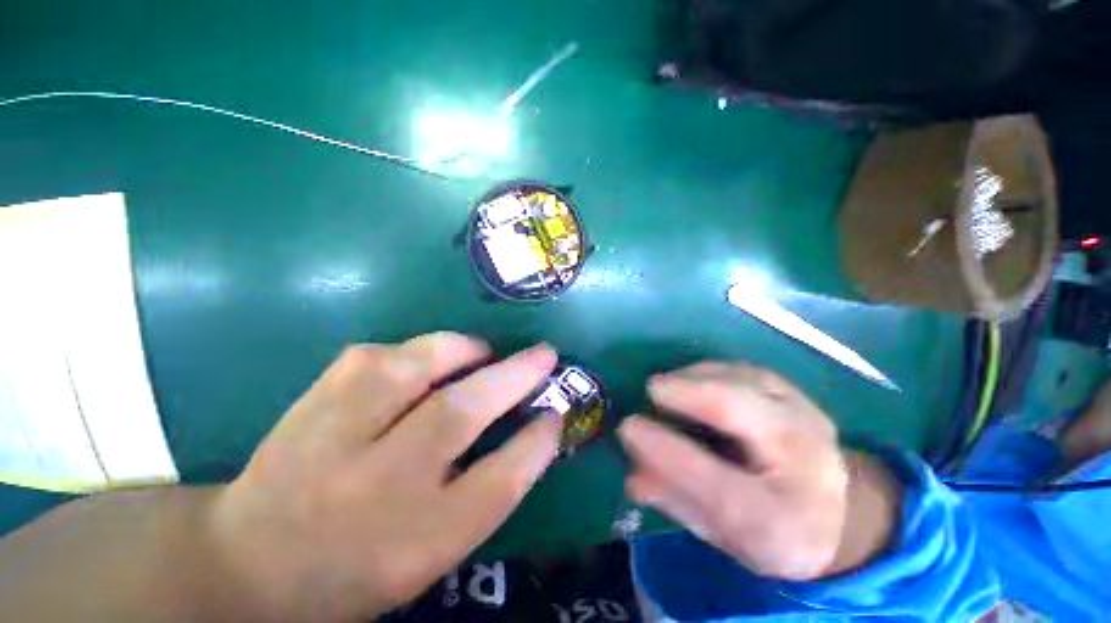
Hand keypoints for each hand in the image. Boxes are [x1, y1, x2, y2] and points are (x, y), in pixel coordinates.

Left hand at [210, 333, 562, 620]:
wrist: (248, 562)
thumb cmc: (357, 567)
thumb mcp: (434, 552)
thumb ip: (487, 492)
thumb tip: (532, 429)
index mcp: (414, 542)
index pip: (499, 484)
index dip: (537, 442)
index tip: (557, 414)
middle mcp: (376, 487)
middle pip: (461, 414)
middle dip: (515, 376)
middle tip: (545, 354)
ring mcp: (335, 437)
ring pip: (415, 368)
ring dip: (462, 349)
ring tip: (484, 351)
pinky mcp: (312, 400)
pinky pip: (377, 355)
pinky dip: (416, 350)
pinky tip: (427, 362)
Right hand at [618, 363, 900, 579]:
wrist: (841, 514)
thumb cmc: (775, 533)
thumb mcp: (724, 536)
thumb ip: (678, 503)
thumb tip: (632, 477)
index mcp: (785, 522)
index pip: (714, 483)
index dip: (665, 449)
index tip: (628, 427)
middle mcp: (805, 465)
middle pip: (742, 412)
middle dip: (689, 393)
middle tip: (652, 390)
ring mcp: (807, 418)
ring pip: (745, 381)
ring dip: (697, 377)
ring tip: (667, 386)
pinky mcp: (798, 394)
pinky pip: (748, 371)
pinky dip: (713, 370)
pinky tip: (694, 379)